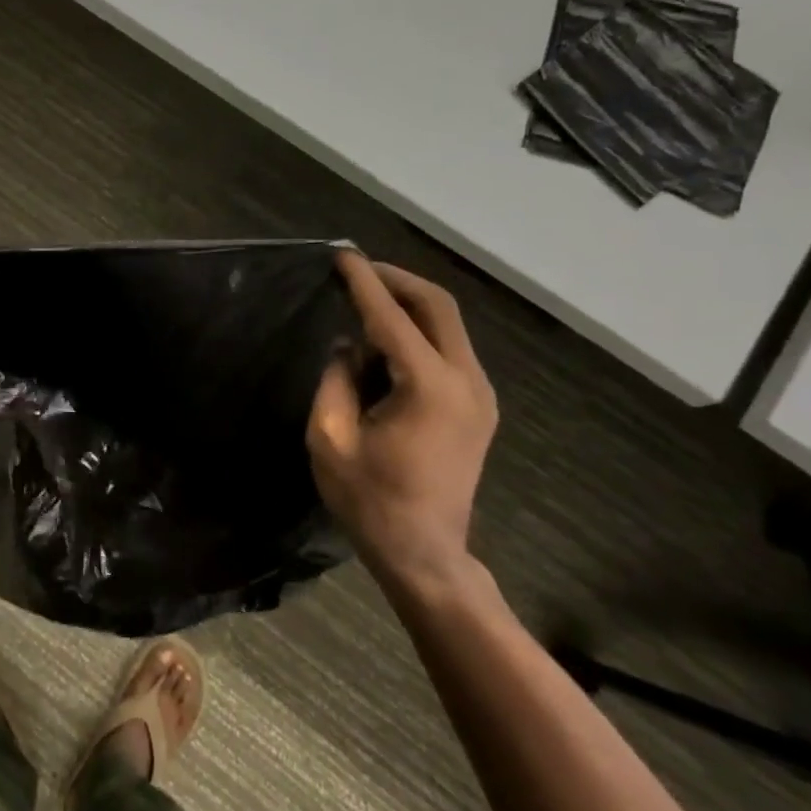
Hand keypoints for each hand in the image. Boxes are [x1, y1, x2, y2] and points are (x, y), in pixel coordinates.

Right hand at [308, 252, 497, 585]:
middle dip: (397, 281)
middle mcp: (466, 381)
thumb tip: (347, 347)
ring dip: (408, 307)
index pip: (392, 318)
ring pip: (448, 326)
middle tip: (357, 271)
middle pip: (439, 306)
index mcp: (429, 388)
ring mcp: (480, 394)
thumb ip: (335, 382)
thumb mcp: (330, 440)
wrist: (425, 554)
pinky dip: (418, 334)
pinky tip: (385, 346)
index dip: (363, 283)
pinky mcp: (478, 407)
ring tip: (364, 305)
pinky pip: (449, 351)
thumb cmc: (370, 503)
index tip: (341, 256)